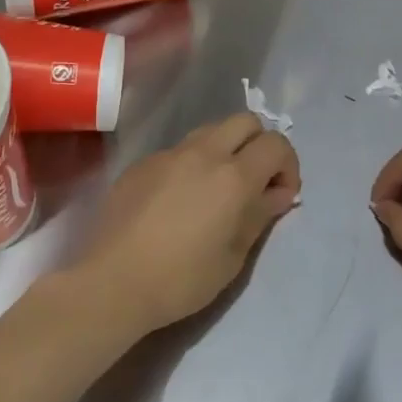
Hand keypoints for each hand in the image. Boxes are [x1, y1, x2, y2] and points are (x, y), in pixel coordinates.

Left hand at [76, 113, 300, 338]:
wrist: (113, 281)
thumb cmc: (182, 279)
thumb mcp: (233, 256)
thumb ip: (260, 215)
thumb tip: (278, 193)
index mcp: (233, 176)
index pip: (275, 144)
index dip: (288, 165)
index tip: (281, 194)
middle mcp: (203, 152)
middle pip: (245, 121)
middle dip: (259, 144)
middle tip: (254, 182)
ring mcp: (169, 153)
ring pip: (210, 129)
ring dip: (225, 148)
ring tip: (218, 188)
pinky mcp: (143, 162)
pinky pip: (179, 150)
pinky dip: (192, 164)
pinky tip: (180, 199)